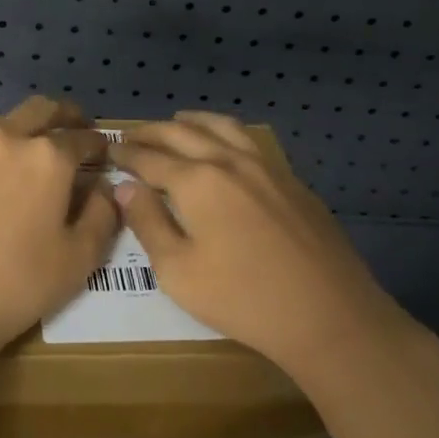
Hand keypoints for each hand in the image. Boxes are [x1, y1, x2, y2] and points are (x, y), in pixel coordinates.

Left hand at [0, 96, 119, 364]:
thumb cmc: (18, 284)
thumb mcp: (80, 258)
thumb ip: (102, 215)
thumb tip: (104, 188)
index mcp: (48, 158)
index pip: (83, 138)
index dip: (98, 144)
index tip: (103, 153)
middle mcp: (6, 141)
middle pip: (40, 111)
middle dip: (63, 116)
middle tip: (73, 130)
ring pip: (1, 131)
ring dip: (20, 140)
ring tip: (24, 168)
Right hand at [111, 112, 416, 378]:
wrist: (329, 315)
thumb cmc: (243, 299)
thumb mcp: (178, 271)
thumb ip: (148, 223)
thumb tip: (126, 188)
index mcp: (197, 181)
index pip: (150, 158)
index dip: (126, 155)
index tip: (109, 152)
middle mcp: (229, 161)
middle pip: (182, 133)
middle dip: (151, 132)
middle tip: (131, 137)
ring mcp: (266, 167)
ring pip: (221, 127)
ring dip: (191, 122)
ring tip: (175, 122)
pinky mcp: (292, 181)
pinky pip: (249, 141)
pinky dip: (224, 133)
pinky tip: (224, 146)